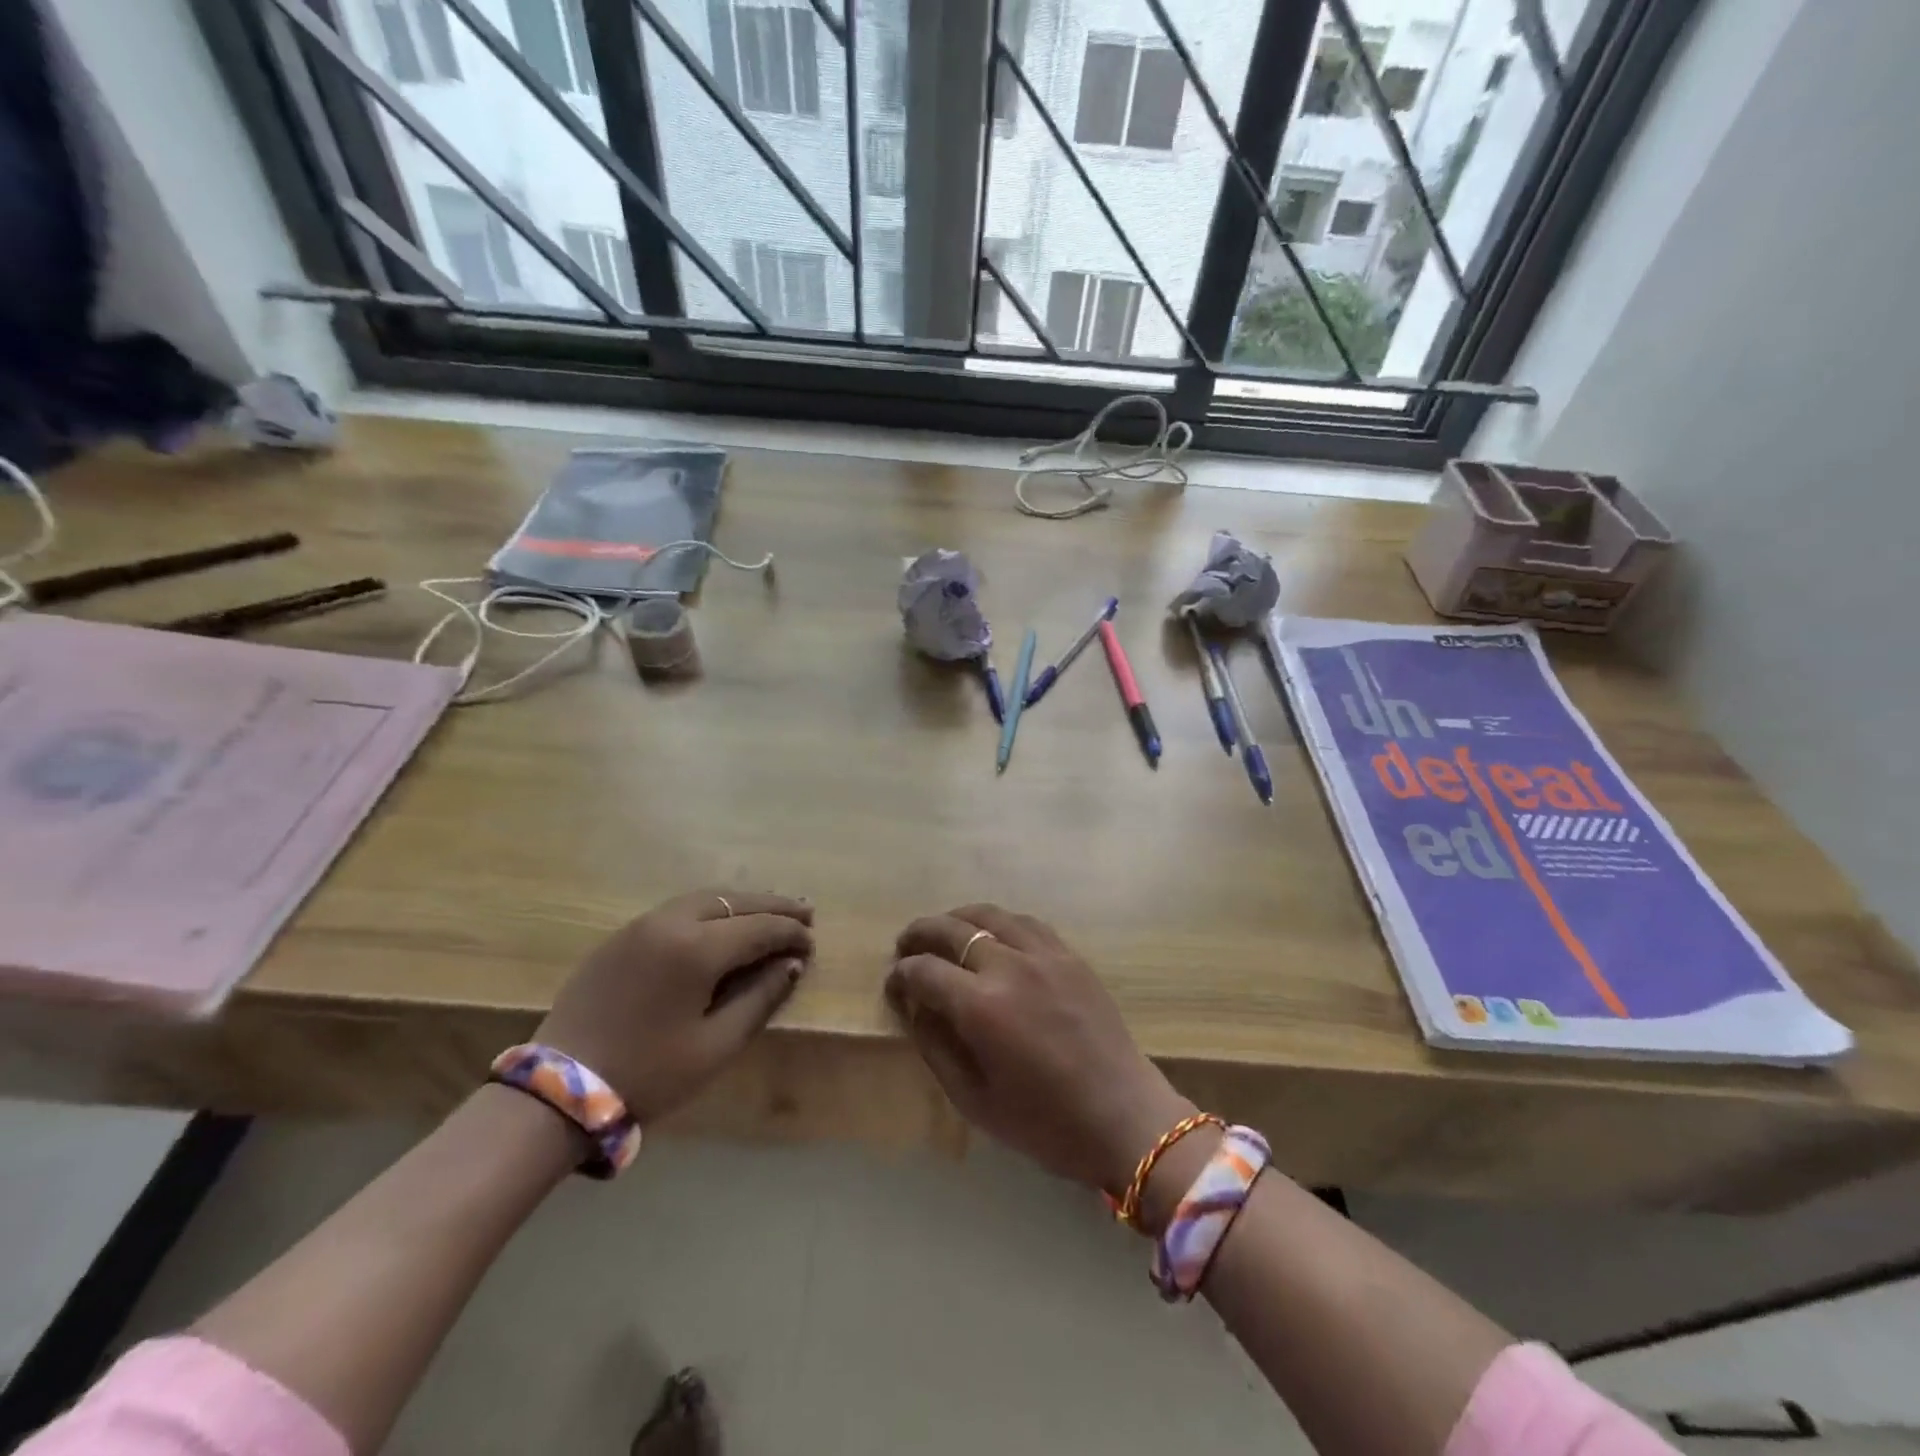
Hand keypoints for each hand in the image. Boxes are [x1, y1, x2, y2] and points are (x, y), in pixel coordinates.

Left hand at [537, 889, 813, 1124]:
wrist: (558, 1091)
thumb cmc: (648, 1073)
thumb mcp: (715, 1046)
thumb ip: (760, 999)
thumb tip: (791, 965)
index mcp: (696, 948)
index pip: (759, 928)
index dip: (791, 934)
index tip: (813, 945)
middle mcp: (671, 922)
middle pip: (734, 901)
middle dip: (774, 906)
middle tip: (806, 913)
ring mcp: (641, 925)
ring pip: (705, 899)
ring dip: (742, 904)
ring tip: (770, 913)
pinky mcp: (621, 936)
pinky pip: (678, 910)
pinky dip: (711, 910)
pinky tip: (723, 925)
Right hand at [886, 904, 1192, 1196]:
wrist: (1123, 1116)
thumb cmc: (1044, 1122)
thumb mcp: (974, 1100)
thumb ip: (936, 1047)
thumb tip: (915, 1008)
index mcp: (981, 1006)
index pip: (925, 971)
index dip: (901, 974)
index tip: (893, 984)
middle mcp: (1009, 966)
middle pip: (952, 929)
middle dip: (920, 933)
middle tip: (905, 945)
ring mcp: (1044, 954)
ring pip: (989, 915)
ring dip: (958, 919)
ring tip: (943, 932)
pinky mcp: (1069, 955)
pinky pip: (1025, 922)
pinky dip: (998, 921)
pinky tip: (992, 935)